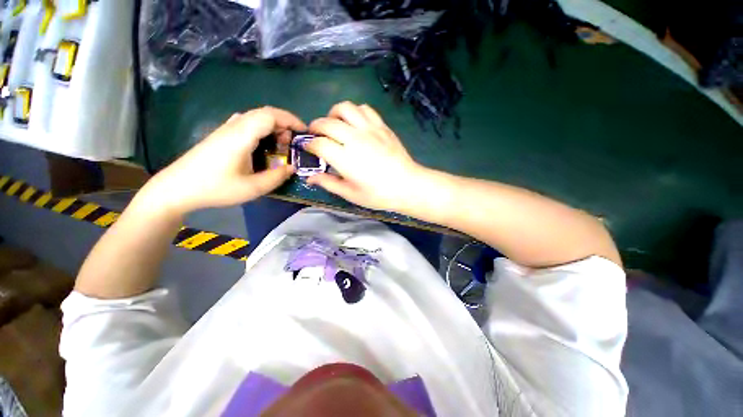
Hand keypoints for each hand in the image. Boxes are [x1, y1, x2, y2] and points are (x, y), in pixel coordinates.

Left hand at [145, 107, 305, 214]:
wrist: (176, 188)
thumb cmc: (215, 188)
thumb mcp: (252, 188)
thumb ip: (276, 177)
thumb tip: (293, 167)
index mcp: (241, 136)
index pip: (270, 115)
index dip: (290, 120)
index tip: (304, 132)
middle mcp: (234, 127)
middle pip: (264, 113)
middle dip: (284, 124)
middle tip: (292, 144)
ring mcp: (226, 130)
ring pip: (255, 118)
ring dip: (273, 127)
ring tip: (280, 146)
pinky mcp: (221, 135)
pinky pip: (247, 124)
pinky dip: (262, 130)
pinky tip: (263, 146)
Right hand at [305, 102, 425, 211]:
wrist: (407, 185)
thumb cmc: (379, 194)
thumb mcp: (351, 194)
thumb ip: (329, 183)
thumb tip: (310, 178)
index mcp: (345, 158)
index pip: (319, 143)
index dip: (309, 145)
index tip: (308, 148)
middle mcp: (355, 139)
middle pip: (327, 122)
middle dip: (315, 127)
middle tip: (316, 135)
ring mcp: (370, 129)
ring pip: (345, 108)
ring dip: (334, 114)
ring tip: (335, 125)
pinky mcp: (382, 126)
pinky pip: (365, 109)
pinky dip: (355, 112)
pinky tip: (355, 124)